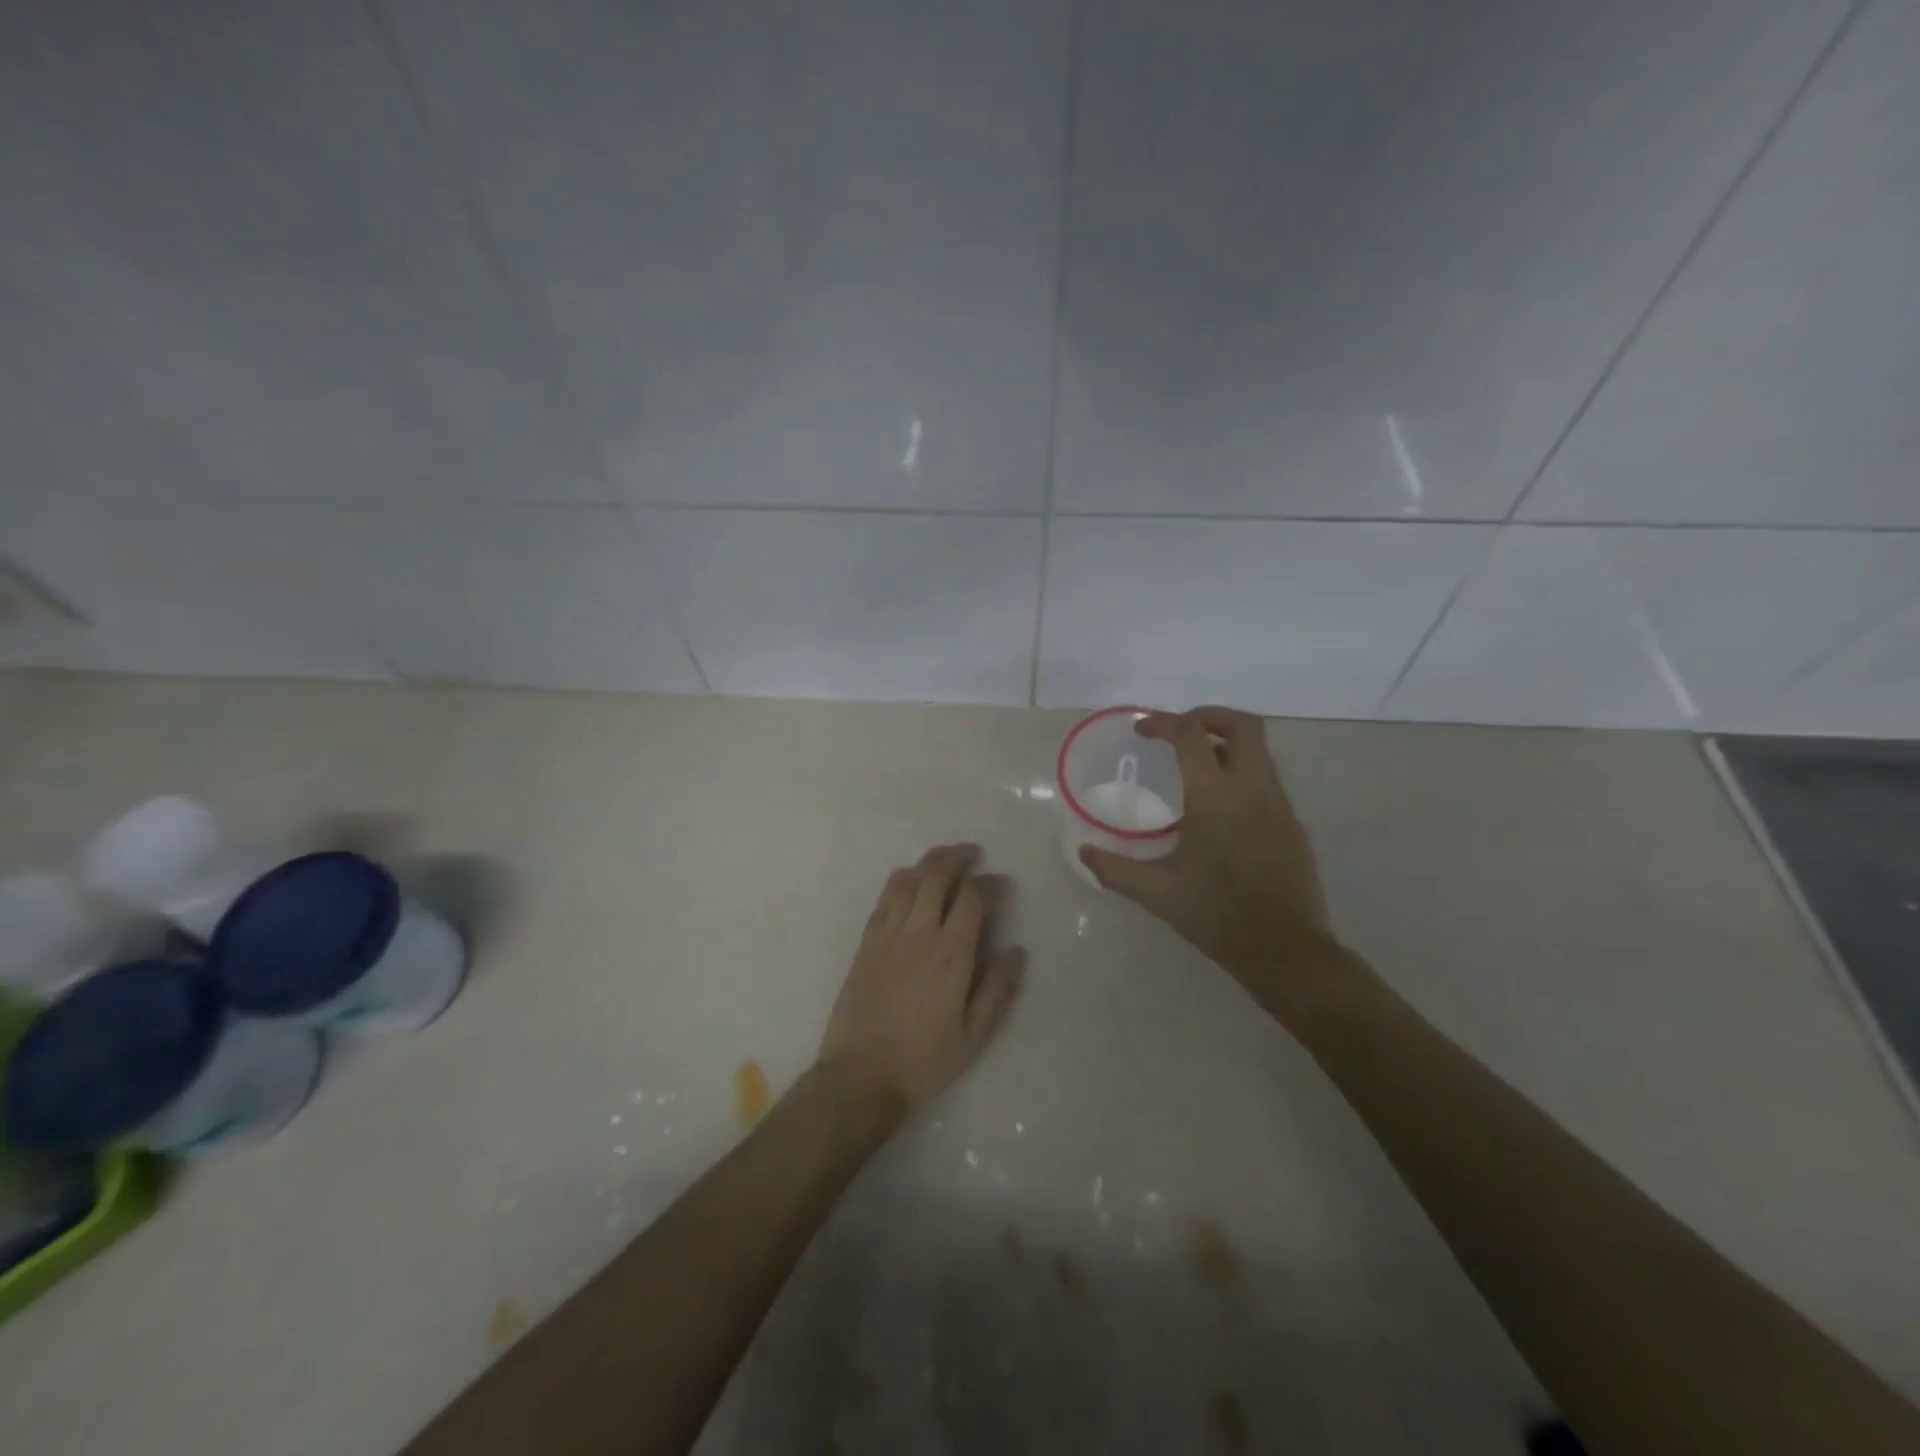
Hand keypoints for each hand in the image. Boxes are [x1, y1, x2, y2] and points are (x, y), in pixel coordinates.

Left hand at [815, 843, 1024, 1117]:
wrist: (861, 1076)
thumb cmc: (924, 1060)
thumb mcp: (974, 1035)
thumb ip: (997, 989)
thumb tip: (1015, 951)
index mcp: (951, 953)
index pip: (972, 898)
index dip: (989, 883)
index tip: (1001, 882)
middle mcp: (919, 933)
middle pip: (936, 876)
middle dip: (957, 858)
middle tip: (972, 853)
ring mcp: (887, 935)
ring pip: (907, 881)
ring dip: (927, 863)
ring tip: (942, 858)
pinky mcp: (865, 944)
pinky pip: (884, 899)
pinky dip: (899, 881)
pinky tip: (907, 881)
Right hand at [1079, 708, 1356, 1016]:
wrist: (1285, 950)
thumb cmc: (1217, 916)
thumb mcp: (1157, 893)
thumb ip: (1115, 869)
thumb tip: (1083, 852)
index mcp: (1214, 798)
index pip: (1190, 735)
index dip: (1163, 722)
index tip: (1142, 731)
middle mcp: (1252, 789)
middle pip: (1243, 725)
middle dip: (1209, 717)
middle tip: (1180, 732)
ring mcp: (1279, 805)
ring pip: (1260, 750)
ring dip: (1227, 744)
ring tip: (1197, 764)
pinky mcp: (1293, 823)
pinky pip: (1268, 778)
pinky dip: (1243, 771)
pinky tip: (1222, 805)